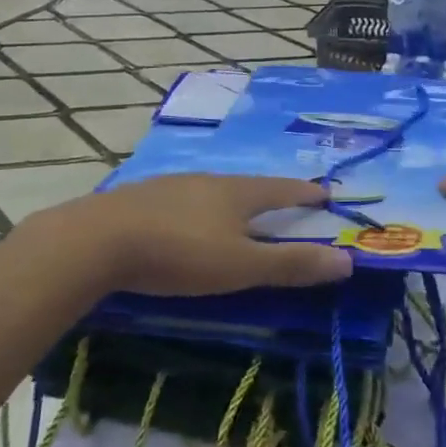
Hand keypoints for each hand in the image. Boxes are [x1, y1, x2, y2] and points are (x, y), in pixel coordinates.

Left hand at [50, 174, 352, 296]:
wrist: (98, 240)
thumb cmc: (179, 253)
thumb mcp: (241, 266)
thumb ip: (290, 264)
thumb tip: (347, 259)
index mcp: (237, 193)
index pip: (281, 189)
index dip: (305, 192)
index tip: (325, 192)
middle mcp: (208, 180)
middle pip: (247, 185)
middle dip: (268, 194)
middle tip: (284, 201)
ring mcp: (172, 185)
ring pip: (212, 190)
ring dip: (231, 200)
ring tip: (238, 210)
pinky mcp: (142, 198)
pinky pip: (183, 199)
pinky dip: (198, 208)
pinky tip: (187, 219)